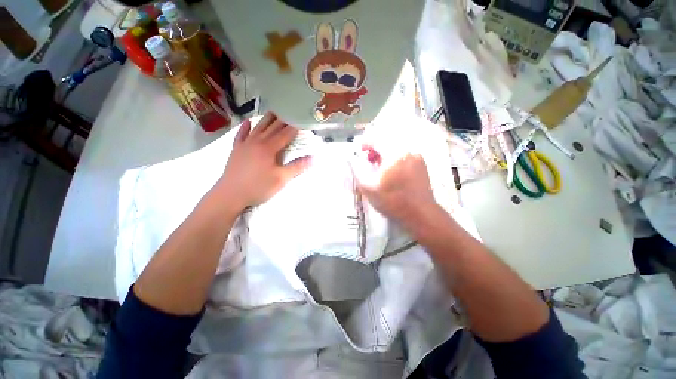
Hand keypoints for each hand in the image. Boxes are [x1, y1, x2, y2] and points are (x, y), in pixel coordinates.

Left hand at [214, 112, 310, 211]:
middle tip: (291, 111)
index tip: (302, 120)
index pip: (285, 134)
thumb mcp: (281, 179)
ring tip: (274, 110)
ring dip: (267, 119)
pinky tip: (248, 121)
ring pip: (258, 127)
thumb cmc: (258, 187)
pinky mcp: (236, 149)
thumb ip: (297, 167)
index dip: (295, 127)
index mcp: (269, 148)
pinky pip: (241, 134)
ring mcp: (245, 144)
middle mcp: (257, 141)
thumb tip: (313, 159)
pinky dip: (245, 127)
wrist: (230, 194)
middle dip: (283, 119)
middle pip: (272, 127)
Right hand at [355, 150, 437, 230]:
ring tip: (378, 166)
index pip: (376, 139)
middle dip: (374, 149)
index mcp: (394, 154)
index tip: (359, 150)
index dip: (365, 142)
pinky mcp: (421, 164)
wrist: (420, 213)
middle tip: (368, 160)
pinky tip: (390, 171)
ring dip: (384, 153)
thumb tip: (351, 157)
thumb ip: (357, 170)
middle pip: (387, 142)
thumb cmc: (392, 201)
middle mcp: (407, 151)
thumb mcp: (368, 187)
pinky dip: (394, 158)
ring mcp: (416, 157)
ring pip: (396, 148)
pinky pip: (404, 155)